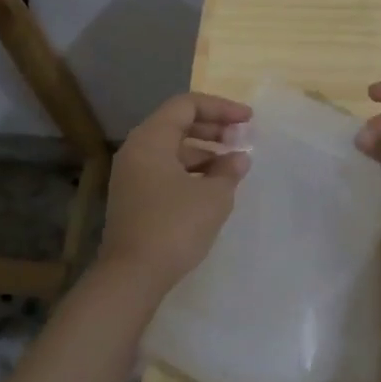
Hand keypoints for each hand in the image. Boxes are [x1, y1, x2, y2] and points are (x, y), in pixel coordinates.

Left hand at [98, 91, 251, 298]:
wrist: (132, 276)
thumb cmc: (174, 226)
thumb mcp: (213, 196)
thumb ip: (229, 170)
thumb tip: (238, 158)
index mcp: (151, 139)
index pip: (187, 105)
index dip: (221, 107)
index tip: (248, 120)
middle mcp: (137, 150)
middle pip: (177, 123)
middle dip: (213, 128)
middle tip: (243, 138)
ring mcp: (132, 175)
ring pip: (172, 148)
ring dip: (204, 151)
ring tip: (233, 164)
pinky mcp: (134, 197)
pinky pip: (166, 169)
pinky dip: (191, 170)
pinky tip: (213, 185)